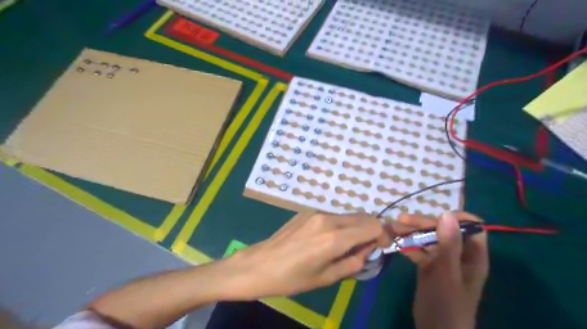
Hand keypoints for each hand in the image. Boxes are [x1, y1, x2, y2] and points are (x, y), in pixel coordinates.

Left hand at [223, 212, 391, 298]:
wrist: (259, 264)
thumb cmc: (292, 278)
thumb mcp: (327, 278)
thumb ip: (354, 262)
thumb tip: (368, 250)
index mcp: (334, 238)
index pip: (372, 225)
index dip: (382, 235)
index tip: (381, 246)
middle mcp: (328, 219)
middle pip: (362, 216)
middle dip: (370, 230)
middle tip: (365, 247)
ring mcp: (316, 212)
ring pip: (347, 215)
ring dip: (354, 227)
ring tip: (344, 246)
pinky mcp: (307, 211)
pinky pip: (332, 215)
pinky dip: (339, 225)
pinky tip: (326, 239)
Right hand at [399, 210, 491, 328]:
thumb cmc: (446, 304)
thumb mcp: (447, 273)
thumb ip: (448, 244)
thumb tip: (447, 213)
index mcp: (472, 255)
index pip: (471, 226)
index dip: (455, 217)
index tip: (434, 215)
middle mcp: (459, 254)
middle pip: (443, 229)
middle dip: (422, 223)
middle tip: (400, 220)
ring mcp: (442, 260)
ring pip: (428, 238)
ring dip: (411, 231)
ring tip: (391, 228)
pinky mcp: (429, 266)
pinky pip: (419, 250)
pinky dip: (407, 244)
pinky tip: (394, 242)